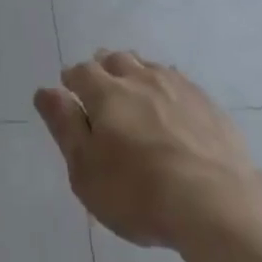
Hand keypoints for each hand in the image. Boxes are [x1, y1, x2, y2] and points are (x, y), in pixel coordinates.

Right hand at [35, 50, 261, 249]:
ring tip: (134, 90)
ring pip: (148, 66)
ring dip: (135, 73)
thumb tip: (45, 91)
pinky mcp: (206, 102)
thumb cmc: (139, 194)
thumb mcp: (86, 171)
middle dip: (103, 68)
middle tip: (101, 86)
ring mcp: (176, 86)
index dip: (72, 79)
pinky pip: (178, 81)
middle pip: (116, 60)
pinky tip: (170, 104)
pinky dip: (166, 86)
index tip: (69, 90)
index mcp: (107, 93)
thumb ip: (65, 127)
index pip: (82, 72)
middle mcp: (140, 78)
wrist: (216, 202)